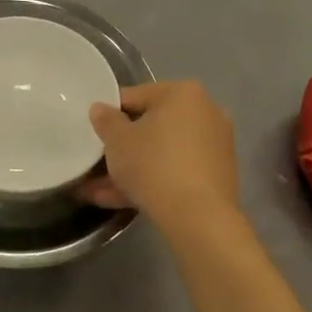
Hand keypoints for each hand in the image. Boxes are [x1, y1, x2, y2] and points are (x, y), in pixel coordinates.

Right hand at [80, 81, 237, 220]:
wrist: (199, 218)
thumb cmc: (154, 165)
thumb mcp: (117, 140)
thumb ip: (105, 120)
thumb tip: (101, 109)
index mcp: (183, 93)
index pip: (135, 96)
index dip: (109, 115)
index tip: (94, 134)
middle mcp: (205, 112)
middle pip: (151, 127)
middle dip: (122, 148)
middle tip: (96, 164)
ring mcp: (215, 146)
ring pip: (162, 153)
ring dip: (132, 170)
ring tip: (98, 192)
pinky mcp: (217, 176)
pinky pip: (176, 171)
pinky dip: (152, 181)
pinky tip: (120, 201)